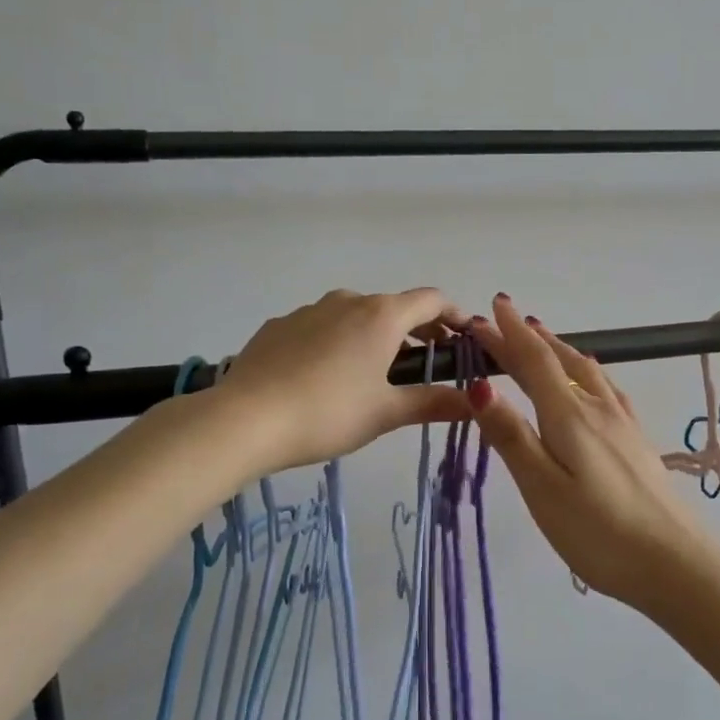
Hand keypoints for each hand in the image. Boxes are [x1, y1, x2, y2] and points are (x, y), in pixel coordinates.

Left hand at [216, 288, 475, 473]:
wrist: (245, 419)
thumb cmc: (328, 413)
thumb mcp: (386, 413)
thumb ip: (433, 403)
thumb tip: (474, 401)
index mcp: (381, 315)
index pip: (432, 300)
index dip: (455, 316)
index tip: (465, 338)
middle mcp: (348, 301)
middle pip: (394, 307)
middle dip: (417, 332)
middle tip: (426, 366)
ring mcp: (309, 310)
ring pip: (356, 316)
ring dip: (375, 337)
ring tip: (374, 377)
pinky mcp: (279, 326)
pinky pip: (321, 328)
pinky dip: (338, 343)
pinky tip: (325, 378)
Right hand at [465, 294, 719, 609]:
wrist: (677, 563)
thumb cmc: (599, 533)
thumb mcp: (542, 488)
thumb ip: (511, 436)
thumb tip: (479, 385)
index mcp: (570, 416)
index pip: (534, 362)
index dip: (509, 335)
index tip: (488, 310)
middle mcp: (598, 408)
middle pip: (559, 361)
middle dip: (528, 337)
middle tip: (504, 317)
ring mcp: (623, 423)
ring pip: (585, 371)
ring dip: (559, 349)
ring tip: (542, 336)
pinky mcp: (637, 441)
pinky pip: (606, 388)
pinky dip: (586, 371)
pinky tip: (593, 379)